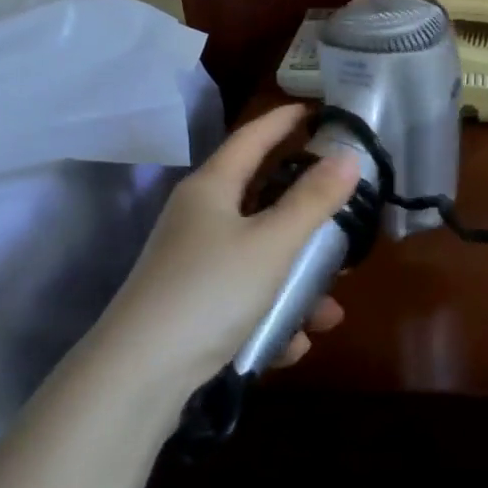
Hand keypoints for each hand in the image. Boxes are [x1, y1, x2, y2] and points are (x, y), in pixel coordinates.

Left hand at [95, 104, 360, 391]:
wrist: (139, 377)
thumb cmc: (211, 291)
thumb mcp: (273, 243)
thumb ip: (314, 199)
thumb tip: (348, 156)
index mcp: (212, 189)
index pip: (252, 138)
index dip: (284, 120)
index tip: (317, 109)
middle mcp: (200, 220)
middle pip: (264, 204)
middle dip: (308, 223)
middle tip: (344, 226)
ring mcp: (195, 265)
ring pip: (263, 261)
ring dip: (298, 285)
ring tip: (328, 314)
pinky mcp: (195, 307)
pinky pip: (247, 301)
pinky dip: (273, 318)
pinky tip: (293, 345)